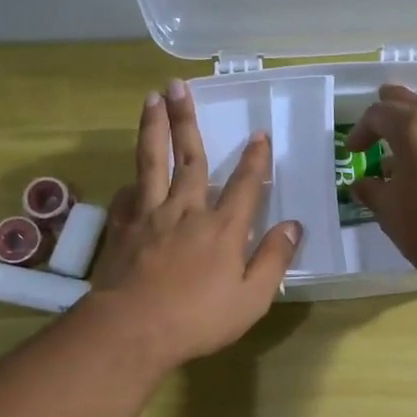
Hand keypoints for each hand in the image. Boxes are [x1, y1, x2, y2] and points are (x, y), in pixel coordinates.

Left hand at [86, 80, 302, 367]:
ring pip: (152, 163)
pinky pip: (129, 196)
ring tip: (151, 100)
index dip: (255, 159)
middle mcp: (187, 211)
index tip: (259, 134)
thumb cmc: (198, 319)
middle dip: (187, 120)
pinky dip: (133, 182)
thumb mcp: (252, 298)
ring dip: (153, 129)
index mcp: (223, 228)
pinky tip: (132, 178)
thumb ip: (273, 259)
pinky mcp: (123, 230)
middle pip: (190, 158)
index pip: (245, 184)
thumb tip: (294, 226)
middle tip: (179, 86)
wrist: (132, 329)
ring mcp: (150, 217)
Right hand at [347, 85, 416, 277]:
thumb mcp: (388, 209)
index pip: (378, 114)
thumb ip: (371, 189)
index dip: (360, 131)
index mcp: (414, 125)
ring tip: (398, 153)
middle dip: (388, 114)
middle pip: (409, 104)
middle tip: (374, 127)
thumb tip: (363, 185)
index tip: (352, 153)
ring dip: (412, 127)